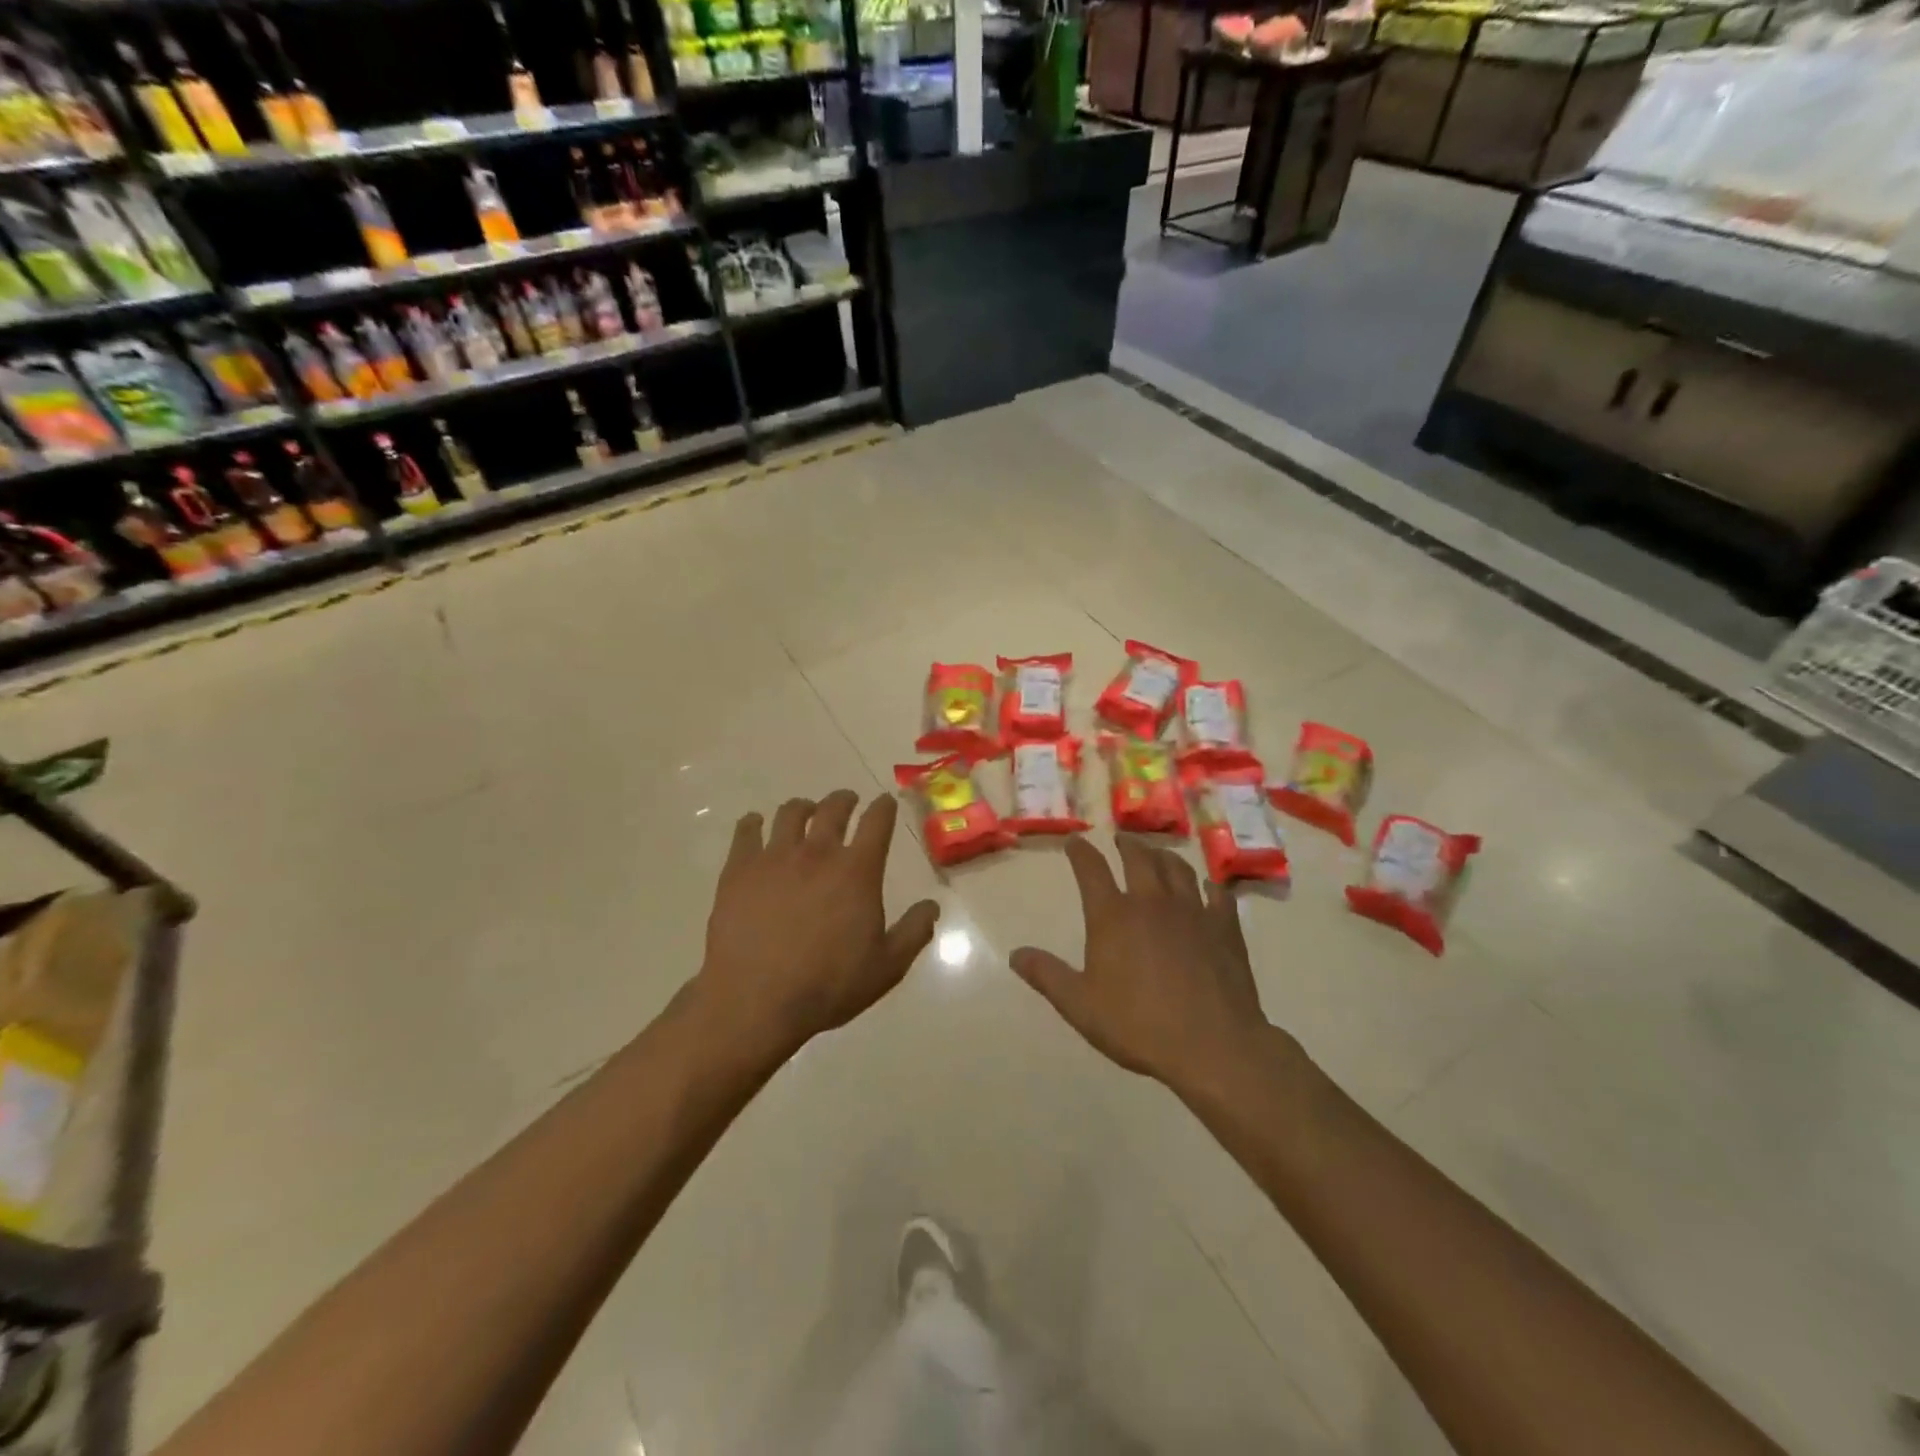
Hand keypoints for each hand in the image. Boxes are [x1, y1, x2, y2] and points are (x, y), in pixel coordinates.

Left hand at [696, 790, 939, 1057]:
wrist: (756, 1000)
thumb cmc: (828, 985)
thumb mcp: (887, 967)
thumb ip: (914, 932)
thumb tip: (932, 906)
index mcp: (857, 871)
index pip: (877, 822)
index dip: (884, 807)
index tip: (885, 802)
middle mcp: (817, 852)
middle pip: (833, 809)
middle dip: (845, 800)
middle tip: (848, 801)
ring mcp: (775, 857)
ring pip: (790, 813)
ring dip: (803, 807)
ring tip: (805, 810)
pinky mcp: (739, 870)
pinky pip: (746, 832)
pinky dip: (753, 823)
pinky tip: (755, 824)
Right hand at [1010, 837, 1272, 1091]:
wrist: (1212, 1045)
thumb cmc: (1139, 1025)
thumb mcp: (1080, 1006)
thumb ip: (1047, 976)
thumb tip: (1015, 954)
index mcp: (1112, 916)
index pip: (1091, 869)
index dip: (1080, 851)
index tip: (1075, 841)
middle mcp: (1151, 902)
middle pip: (1138, 858)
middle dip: (1126, 845)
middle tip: (1121, 840)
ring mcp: (1192, 911)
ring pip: (1177, 868)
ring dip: (1163, 855)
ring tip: (1158, 854)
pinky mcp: (1224, 928)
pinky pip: (1218, 895)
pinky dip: (1209, 886)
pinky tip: (1208, 888)